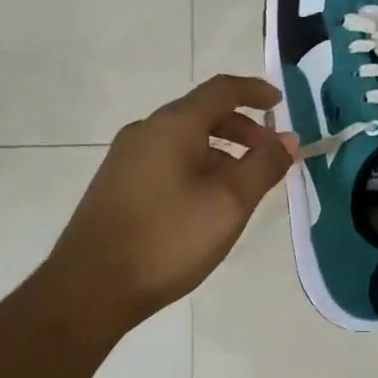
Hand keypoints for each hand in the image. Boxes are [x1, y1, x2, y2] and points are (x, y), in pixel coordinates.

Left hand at [45, 74, 296, 327]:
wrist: (90, 288)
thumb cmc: (168, 239)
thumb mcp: (229, 203)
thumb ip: (263, 165)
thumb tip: (288, 139)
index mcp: (173, 125)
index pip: (221, 90)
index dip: (254, 91)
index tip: (280, 103)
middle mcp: (146, 130)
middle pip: (202, 113)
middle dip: (243, 128)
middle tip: (270, 155)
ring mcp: (126, 157)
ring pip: (184, 139)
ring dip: (221, 151)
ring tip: (243, 185)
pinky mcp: (117, 183)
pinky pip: (167, 158)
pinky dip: (197, 165)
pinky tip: (206, 202)